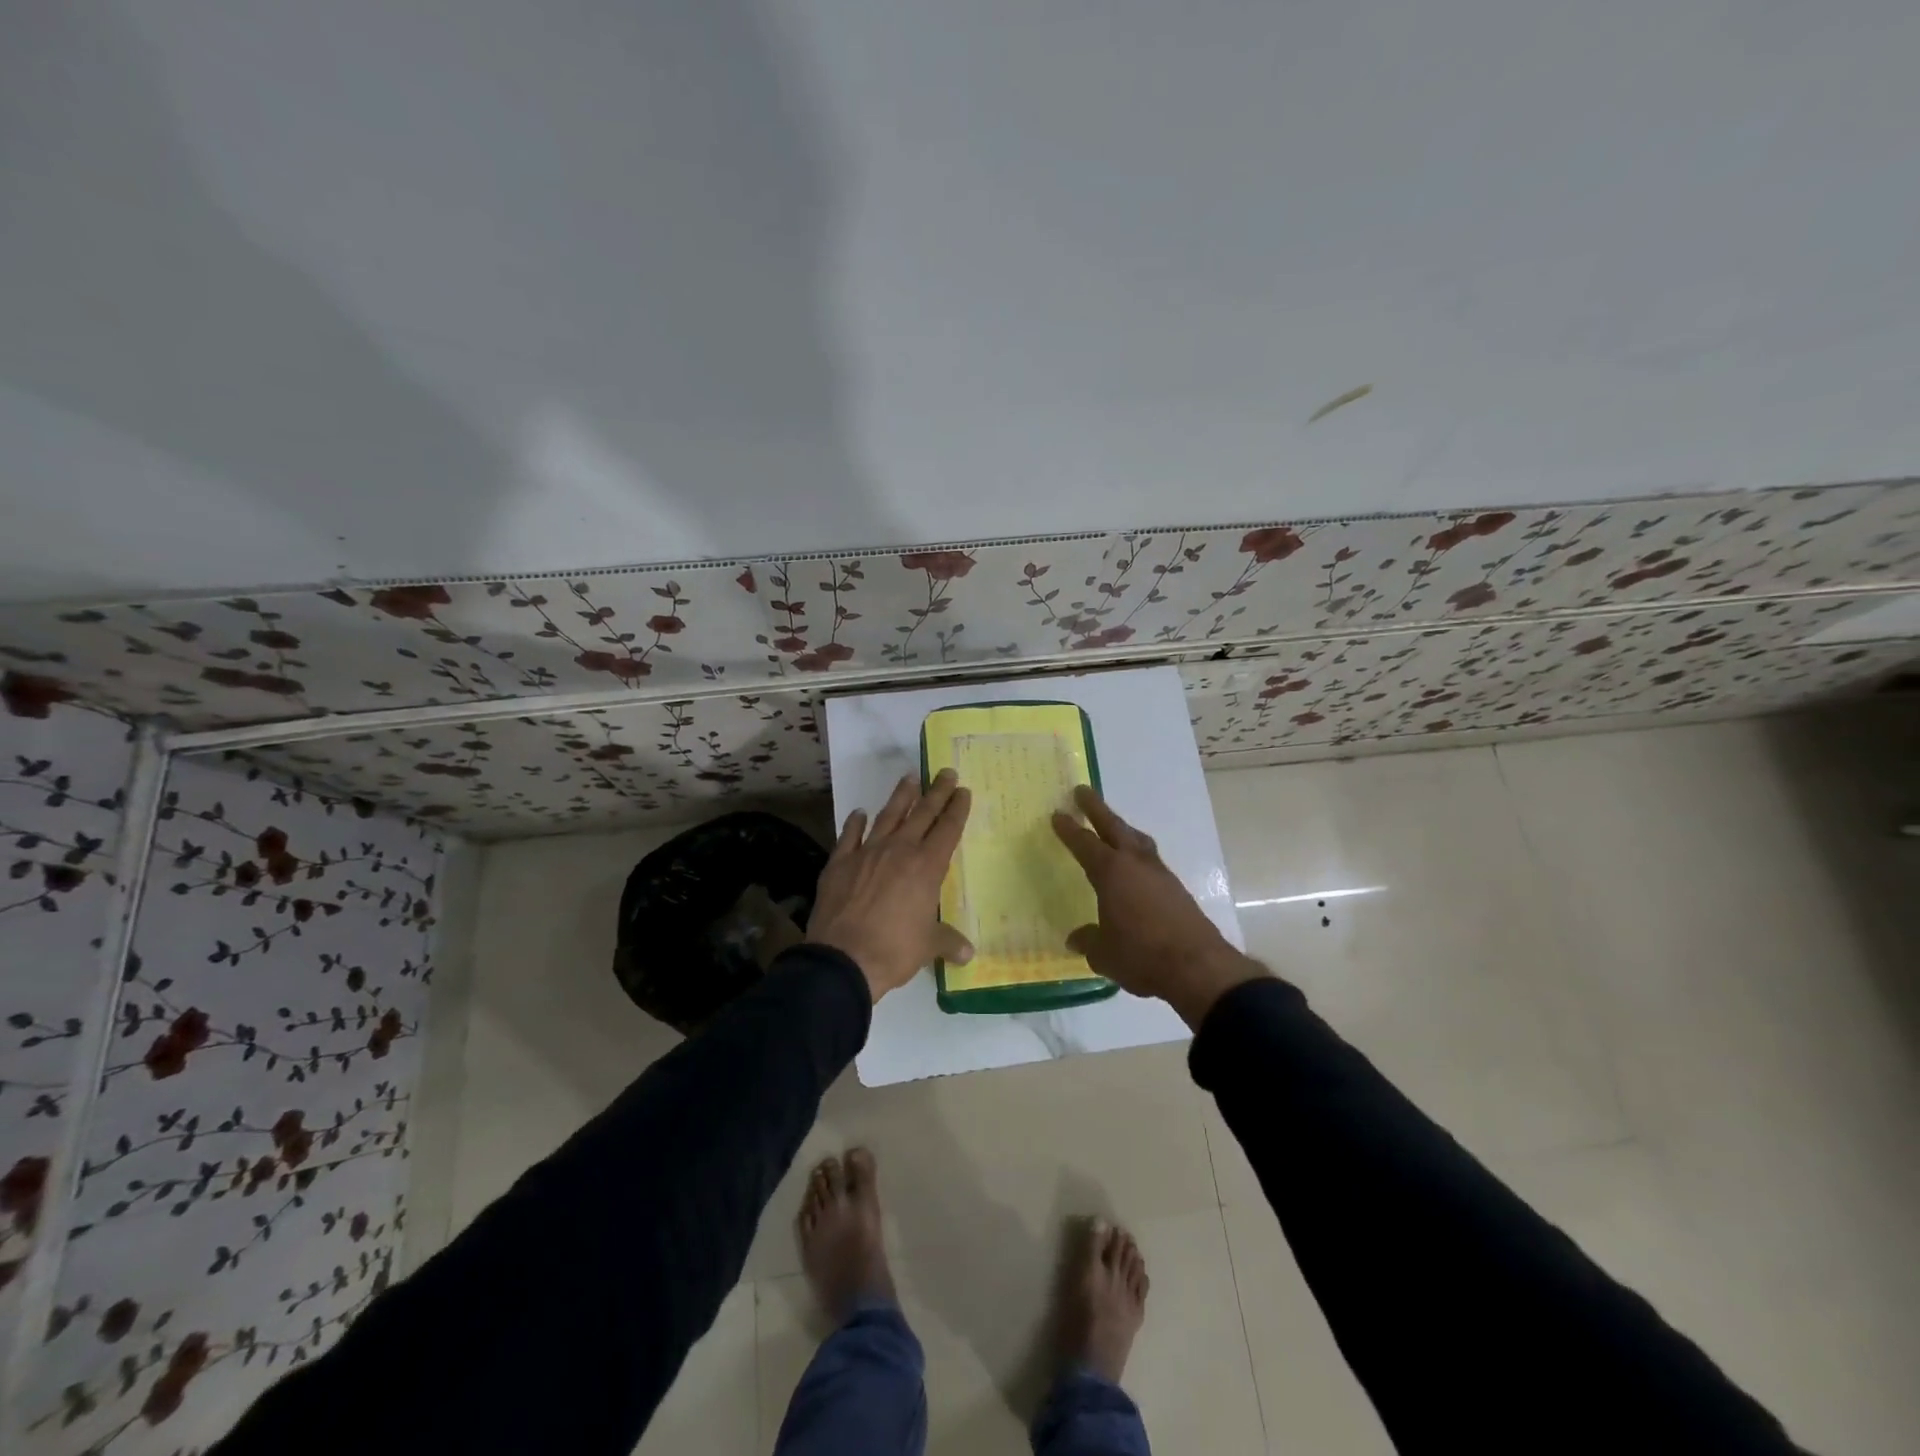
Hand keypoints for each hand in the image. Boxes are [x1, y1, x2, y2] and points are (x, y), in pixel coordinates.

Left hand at [808, 769, 973, 1002]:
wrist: (843, 959)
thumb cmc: (893, 950)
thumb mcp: (927, 947)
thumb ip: (947, 941)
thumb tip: (967, 953)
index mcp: (926, 867)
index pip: (947, 830)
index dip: (957, 809)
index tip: (964, 790)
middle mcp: (899, 851)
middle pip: (922, 814)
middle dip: (936, 792)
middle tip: (945, 772)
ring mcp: (866, 853)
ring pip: (887, 816)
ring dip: (900, 796)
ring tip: (909, 778)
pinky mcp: (839, 863)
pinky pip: (849, 836)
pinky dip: (855, 823)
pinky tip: (859, 813)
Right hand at [1052, 786, 1268, 1029]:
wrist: (1197, 966)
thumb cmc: (1141, 956)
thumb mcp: (1104, 954)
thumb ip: (1088, 941)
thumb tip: (1076, 938)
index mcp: (1110, 872)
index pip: (1084, 843)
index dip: (1069, 829)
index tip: (1057, 813)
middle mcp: (1135, 864)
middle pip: (1113, 827)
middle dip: (1096, 808)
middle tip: (1081, 791)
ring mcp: (1159, 874)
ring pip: (1137, 840)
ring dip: (1122, 828)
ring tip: (1112, 825)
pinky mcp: (1176, 889)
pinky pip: (1150, 860)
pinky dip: (1138, 852)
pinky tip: (1135, 866)